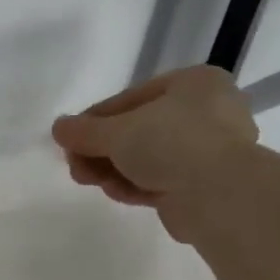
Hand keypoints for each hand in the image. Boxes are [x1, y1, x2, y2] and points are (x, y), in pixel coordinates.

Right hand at [51, 65, 257, 241]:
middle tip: (75, 165)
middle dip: (103, 151)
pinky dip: (137, 185)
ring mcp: (211, 151)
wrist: (221, 195)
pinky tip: (115, 193)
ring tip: (88, 181)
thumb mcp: (117, 131)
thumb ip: (84, 130)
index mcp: (195, 83)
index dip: (95, 119)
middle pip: (139, 131)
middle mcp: (209, 112)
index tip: (70, 138)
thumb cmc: (172, 143)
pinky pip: (163, 180)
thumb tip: (58, 128)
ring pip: (148, 158)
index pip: (132, 98)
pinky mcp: (207, 186)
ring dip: (114, 170)